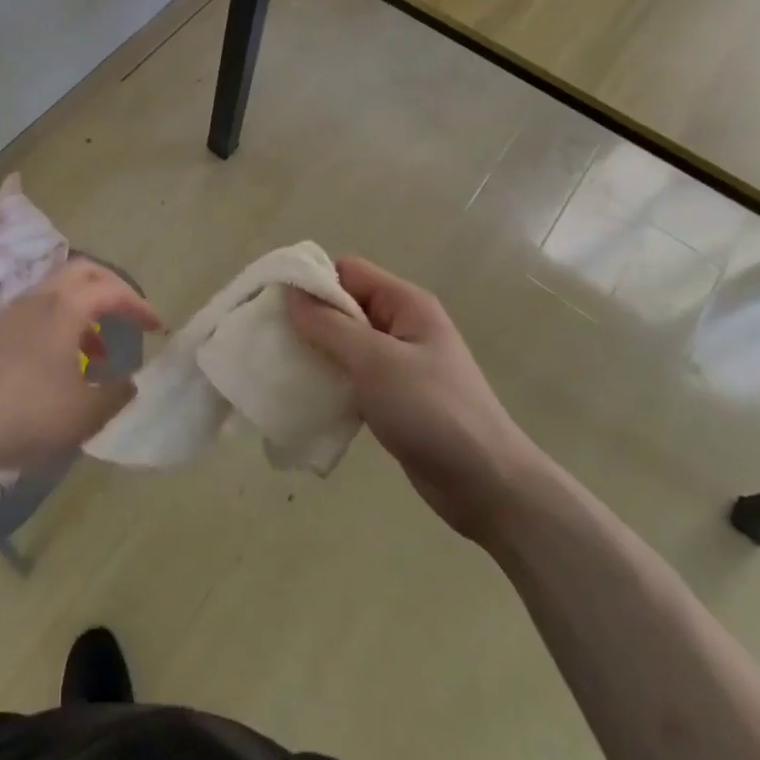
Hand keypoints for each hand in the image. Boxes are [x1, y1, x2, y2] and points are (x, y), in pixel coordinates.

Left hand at [0, 259, 161, 477]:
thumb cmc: (26, 413)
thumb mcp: (83, 414)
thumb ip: (115, 394)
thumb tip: (129, 381)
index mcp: (66, 306)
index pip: (112, 290)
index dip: (139, 305)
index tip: (157, 326)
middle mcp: (40, 296)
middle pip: (84, 272)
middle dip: (112, 289)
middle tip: (130, 314)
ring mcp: (12, 310)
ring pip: (58, 290)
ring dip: (85, 309)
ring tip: (97, 351)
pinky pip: (39, 309)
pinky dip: (61, 322)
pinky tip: (61, 361)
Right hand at [287, 256, 545, 542]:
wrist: (489, 487)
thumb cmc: (433, 411)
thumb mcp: (375, 362)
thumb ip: (330, 325)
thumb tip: (290, 292)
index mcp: (405, 304)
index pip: (347, 271)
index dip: (312, 281)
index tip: (275, 304)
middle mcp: (402, 325)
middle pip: (344, 306)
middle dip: (308, 319)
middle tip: (271, 339)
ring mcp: (399, 363)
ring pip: (345, 343)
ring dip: (317, 353)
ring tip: (282, 368)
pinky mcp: (395, 397)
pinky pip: (353, 375)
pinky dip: (331, 380)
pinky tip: (307, 397)